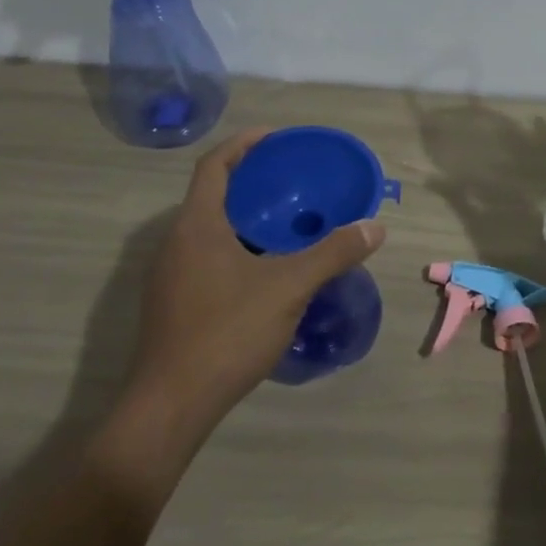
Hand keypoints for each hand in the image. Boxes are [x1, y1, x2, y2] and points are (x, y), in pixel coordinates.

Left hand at [124, 128, 386, 417]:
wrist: (170, 407)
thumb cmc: (226, 332)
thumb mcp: (289, 287)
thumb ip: (333, 253)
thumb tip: (374, 227)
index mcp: (197, 226)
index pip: (214, 165)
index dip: (244, 144)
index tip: (277, 138)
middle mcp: (177, 243)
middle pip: (212, 195)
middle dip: (252, 182)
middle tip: (293, 182)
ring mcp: (171, 276)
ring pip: (210, 230)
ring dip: (245, 218)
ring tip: (288, 223)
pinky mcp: (174, 304)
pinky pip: (208, 257)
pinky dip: (238, 248)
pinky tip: (268, 271)